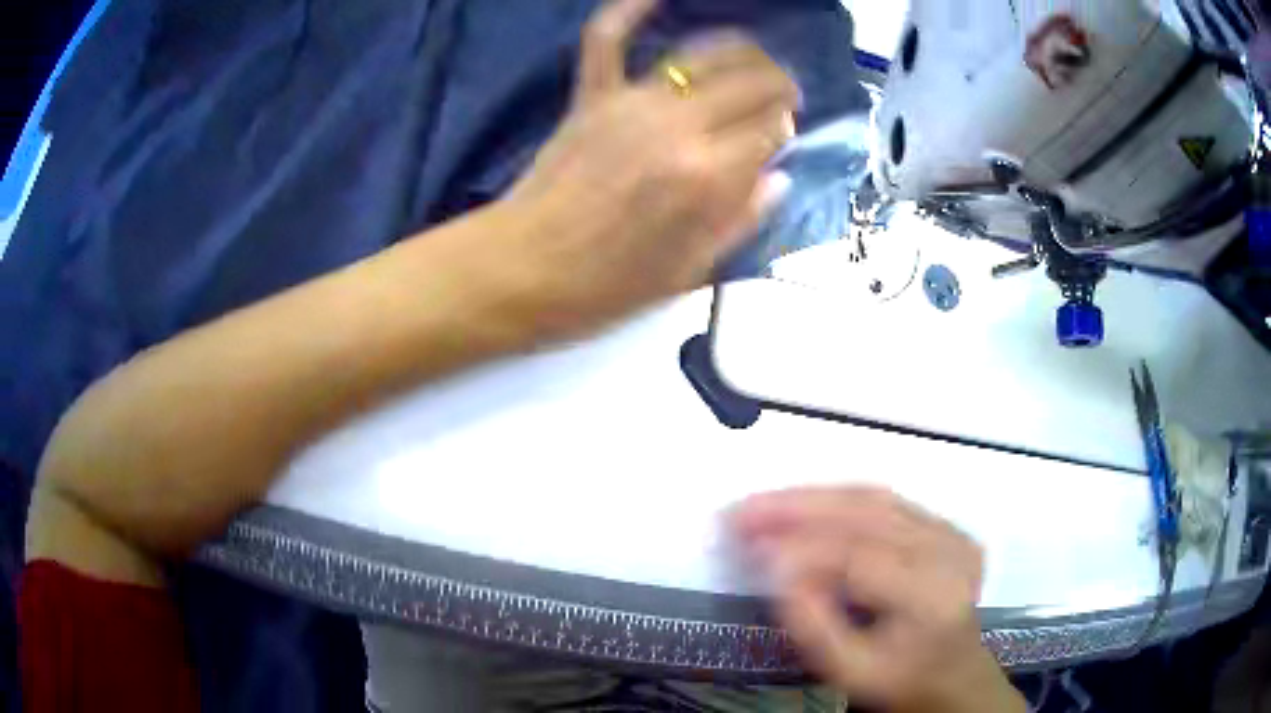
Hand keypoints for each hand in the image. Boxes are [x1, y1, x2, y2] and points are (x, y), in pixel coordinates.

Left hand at [503, 0, 797, 337]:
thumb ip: (740, 219)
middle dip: (778, 86)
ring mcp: (630, 103)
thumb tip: (777, 178)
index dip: (783, 131)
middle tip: (781, 99)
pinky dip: (628, 9)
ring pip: (703, 54)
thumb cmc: (604, 286)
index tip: (781, 138)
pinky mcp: (590, 96)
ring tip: (752, 63)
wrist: (521, 270)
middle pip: (751, 83)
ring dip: (741, 52)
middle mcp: (678, 127)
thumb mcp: (688, 272)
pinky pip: (607, 39)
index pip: (770, 130)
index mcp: (708, 177)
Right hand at [730, 487, 1025, 712]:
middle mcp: (947, 550)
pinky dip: (838, 499)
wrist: (952, 673)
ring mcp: (950, 531)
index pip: (858, 557)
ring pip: (873, 498)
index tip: (745, 544)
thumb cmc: (899, 680)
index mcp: (931, 594)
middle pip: (866, 514)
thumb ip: (812, 623)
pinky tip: (803, 505)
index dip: (799, 548)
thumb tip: (775, 567)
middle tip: (741, 510)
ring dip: (812, 497)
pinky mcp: (945, 524)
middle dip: (796, 507)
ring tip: (762, 504)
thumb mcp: (849, 670)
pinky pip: (885, 502)